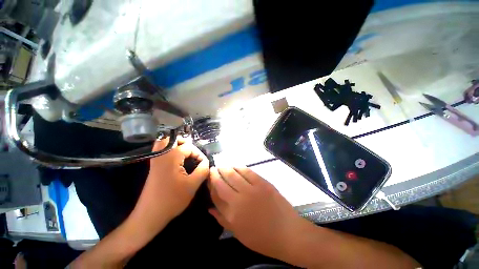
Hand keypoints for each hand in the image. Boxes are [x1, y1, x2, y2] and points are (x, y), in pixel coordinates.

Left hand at [132, 136, 208, 232]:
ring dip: (177, 144)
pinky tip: (176, 158)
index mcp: (172, 156)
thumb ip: (203, 170)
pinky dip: (169, 149)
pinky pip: (160, 150)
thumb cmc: (172, 199)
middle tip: (195, 154)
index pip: (189, 147)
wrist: (149, 215)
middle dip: (187, 144)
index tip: (203, 164)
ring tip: (186, 153)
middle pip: (174, 139)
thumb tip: (206, 162)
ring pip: (165, 142)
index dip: (199, 154)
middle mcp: (162, 154)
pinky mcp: (153, 166)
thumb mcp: (192, 185)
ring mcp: (155, 159)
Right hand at [208, 167, 313, 261]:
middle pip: (223, 182)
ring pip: (234, 174)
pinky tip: (236, 165)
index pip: (216, 194)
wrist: (287, 232)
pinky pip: (247, 171)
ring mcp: (251, 189)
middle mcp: (239, 199)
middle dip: (216, 173)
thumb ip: (222, 219)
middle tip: (213, 169)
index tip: (209, 178)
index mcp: (232, 214)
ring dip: (226, 168)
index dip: (211, 184)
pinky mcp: (262, 182)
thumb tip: (209, 207)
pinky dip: (239, 167)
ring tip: (222, 165)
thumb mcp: (238, 233)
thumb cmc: (262, 238)